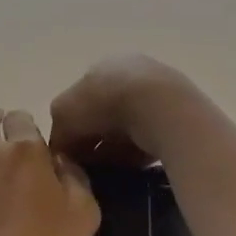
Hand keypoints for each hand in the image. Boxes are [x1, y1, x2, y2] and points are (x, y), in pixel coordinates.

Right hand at [48, 55, 195, 166]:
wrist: (161, 108)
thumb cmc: (105, 102)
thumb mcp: (63, 113)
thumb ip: (58, 130)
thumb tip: (62, 148)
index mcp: (102, 65)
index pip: (80, 97)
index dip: (72, 126)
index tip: (70, 151)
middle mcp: (130, 73)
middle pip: (104, 112)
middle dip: (95, 138)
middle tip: (89, 165)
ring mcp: (157, 92)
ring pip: (127, 127)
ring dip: (116, 148)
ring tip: (110, 170)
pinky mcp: (177, 115)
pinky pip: (149, 138)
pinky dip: (138, 152)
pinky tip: (132, 167)